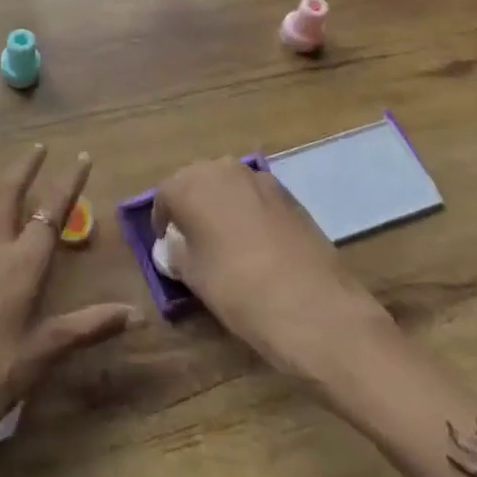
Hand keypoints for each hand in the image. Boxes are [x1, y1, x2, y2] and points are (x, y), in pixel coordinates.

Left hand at [0, 146, 136, 476]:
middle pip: (8, 193)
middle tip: (40, 148)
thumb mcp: (47, 351)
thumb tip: (136, 314)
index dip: (68, 182)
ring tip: (10, 174)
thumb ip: (90, 325)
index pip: (50, 212)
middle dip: (25, 166)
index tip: (80, 156)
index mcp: (21, 264)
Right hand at [152, 157, 393, 379]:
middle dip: (191, 206)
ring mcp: (260, 179)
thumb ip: (176, 251)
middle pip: (197, 182)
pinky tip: (256, 244)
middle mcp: (223, 170)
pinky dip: (248, 212)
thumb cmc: (237, 288)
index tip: (167, 245)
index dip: (163, 221)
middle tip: (192, 239)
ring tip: (224, 241)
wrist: (313, 306)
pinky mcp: (290, 195)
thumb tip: (175, 245)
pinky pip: (256, 197)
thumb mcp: (192, 275)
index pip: (165, 195)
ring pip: (228, 186)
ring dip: (221, 206)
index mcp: (191, 185)